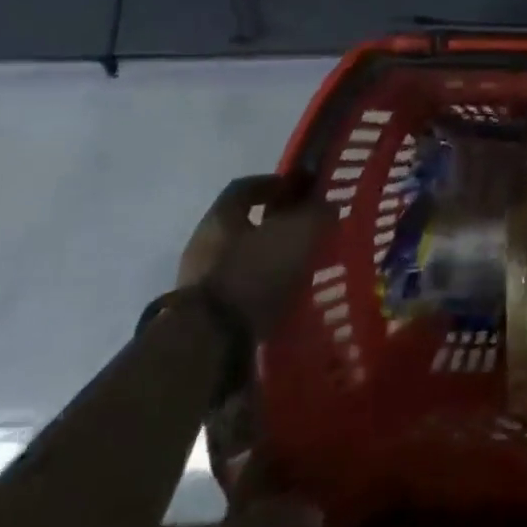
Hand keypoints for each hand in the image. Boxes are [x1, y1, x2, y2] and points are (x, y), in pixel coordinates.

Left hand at [178, 174, 331, 337]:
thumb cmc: (255, 272)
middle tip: (306, 229)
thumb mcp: (300, 232)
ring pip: (241, 260)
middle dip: (273, 225)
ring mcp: (199, 283)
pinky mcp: (203, 317)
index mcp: (221, 216)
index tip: (301, 188)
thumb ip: (317, 214)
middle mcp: (203, 244)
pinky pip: (240, 293)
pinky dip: (261, 291)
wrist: (209, 343)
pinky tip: (284, 298)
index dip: (275, 183)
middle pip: (242, 225)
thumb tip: (327, 207)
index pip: (245, 187)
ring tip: (300, 268)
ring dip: (268, 261)